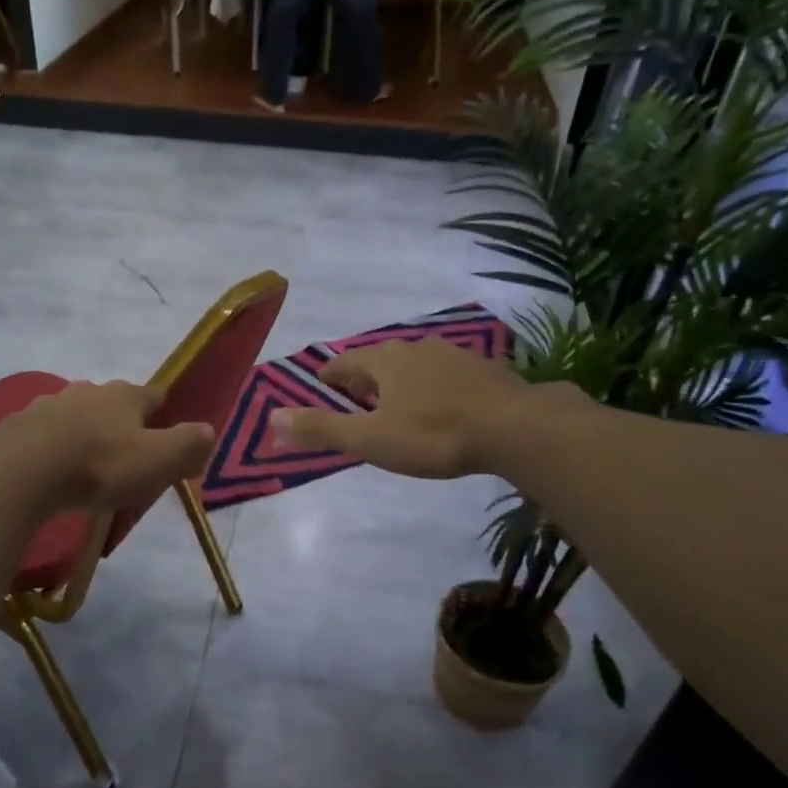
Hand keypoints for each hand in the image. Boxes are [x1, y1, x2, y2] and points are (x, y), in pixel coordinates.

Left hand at [0, 381, 216, 511]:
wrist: (21, 472)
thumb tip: (208, 431)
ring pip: (72, 415)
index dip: (163, 412)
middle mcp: (86, 391)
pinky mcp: (15, 426)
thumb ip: (187, 445)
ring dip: (80, 433)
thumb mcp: (157, 461)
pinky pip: (38, 435)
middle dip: (118, 423)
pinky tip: (44, 471)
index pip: (153, 395)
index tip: (166, 433)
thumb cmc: (99, 466)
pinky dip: (45, 448)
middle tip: (123, 456)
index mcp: (123, 396)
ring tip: (81, 465)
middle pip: (110, 402)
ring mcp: (46, 406)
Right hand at [272, 339, 581, 479]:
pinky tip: (442, 407)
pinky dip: (431, 387)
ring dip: (398, 382)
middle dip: (363, 381)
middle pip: (377, 361)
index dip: (329, 379)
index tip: (323, 390)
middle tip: (357, 402)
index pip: (343, 364)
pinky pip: (443, 374)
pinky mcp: (482, 368)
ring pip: (412, 365)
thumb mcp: (371, 440)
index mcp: (382, 361)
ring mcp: (451, 354)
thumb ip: (322, 429)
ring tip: (396, 406)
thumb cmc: (434, 435)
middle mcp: (413, 348)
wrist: (517, 428)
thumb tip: (271, 419)